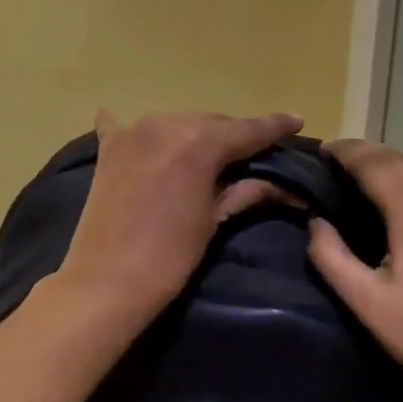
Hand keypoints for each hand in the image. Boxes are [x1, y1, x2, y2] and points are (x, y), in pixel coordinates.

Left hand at [53, 108, 304, 323]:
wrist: (106, 283)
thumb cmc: (170, 257)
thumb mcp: (214, 220)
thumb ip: (247, 190)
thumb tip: (285, 186)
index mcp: (199, 141)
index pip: (248, 130)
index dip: (274, 127)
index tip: (296, 121)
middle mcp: (166, 123)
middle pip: (212, 123)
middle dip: (234, 136)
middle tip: (253, 153)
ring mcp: (133, 132)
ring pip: (178, 124)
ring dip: (194, 135)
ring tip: (208, 153)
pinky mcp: (108, 149)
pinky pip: (123, 126)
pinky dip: (135, 130)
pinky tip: (123, 119)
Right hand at [307, 139, 402, 401]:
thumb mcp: (366, 302)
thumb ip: (332, 256)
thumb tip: (314, 221)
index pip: (373, 162)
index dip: (345, 151)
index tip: (319, 151)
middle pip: (399, 159)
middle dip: (365, 152)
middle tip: (334, 162)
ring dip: (390, 164)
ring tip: (362, 177)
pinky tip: (402, 201)